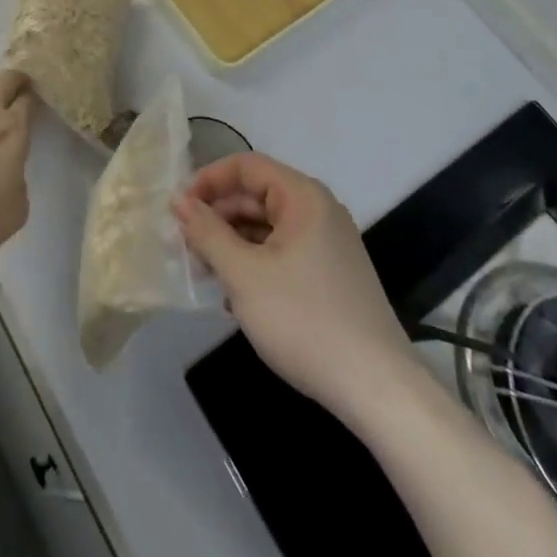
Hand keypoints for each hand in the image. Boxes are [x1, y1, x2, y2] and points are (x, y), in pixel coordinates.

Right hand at [174, 152, 408, 416]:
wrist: (378, 390)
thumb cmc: (305, 321)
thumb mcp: (244, 275)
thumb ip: (207, 232)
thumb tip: (178, 201)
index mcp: (302, 196)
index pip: (245, 167)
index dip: (207, 181)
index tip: (177, 210)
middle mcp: (318, 210)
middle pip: (256, 196)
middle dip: (216, 217)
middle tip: (184, 247)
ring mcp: (328, 243)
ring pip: (266, 227)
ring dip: (231, 243)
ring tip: (204, 273)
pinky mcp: (330, 275)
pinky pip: (282, 252)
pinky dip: (254, 263)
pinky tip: (234, 295)